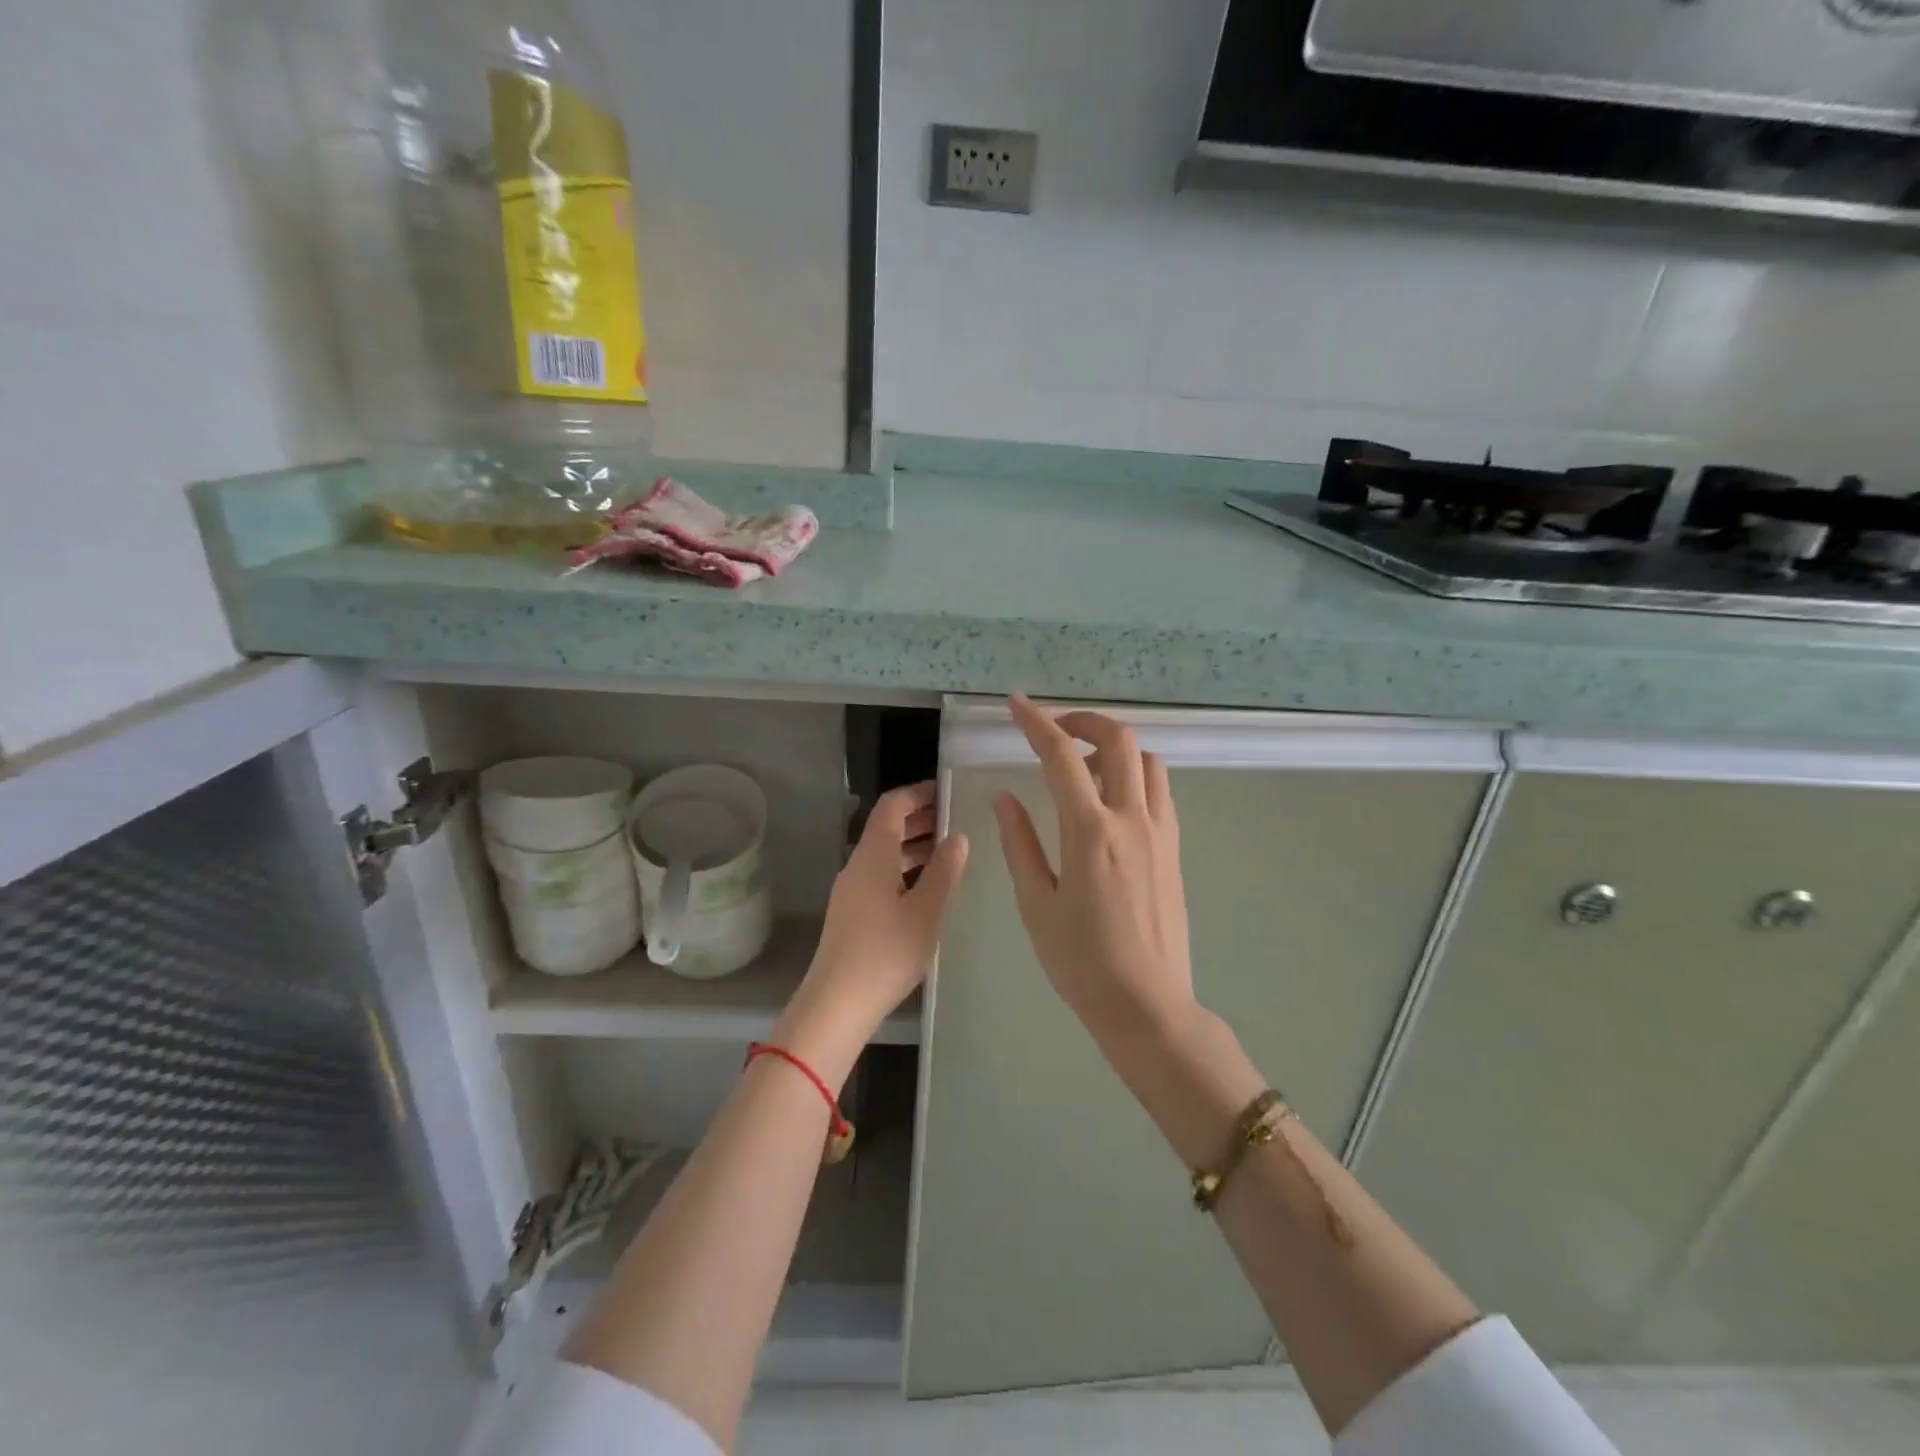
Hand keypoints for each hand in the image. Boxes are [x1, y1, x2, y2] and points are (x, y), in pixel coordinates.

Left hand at [778, 782, 969, 1078]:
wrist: (837, 1004)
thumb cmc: (886, 952)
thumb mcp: (926, 911)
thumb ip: (944, 871)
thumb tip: (958, 837)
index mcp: (873, 855)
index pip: (893, 805)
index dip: (919, 794)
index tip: (948, 792)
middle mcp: (858, 865)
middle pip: (887, 827)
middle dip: (921, 819)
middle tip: (957, 821)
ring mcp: (852, 890)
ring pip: (885, 854)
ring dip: (915, 847)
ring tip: (950, 854)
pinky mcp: (852, 913)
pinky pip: (881, 876)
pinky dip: (905, 871)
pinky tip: (928, 889)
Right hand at [993, 695, 1196, 1051]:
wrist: (1147, 1006)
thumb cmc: (1081, 961)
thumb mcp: (1036, 904)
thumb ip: (1020, 843)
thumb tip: (1005, 798)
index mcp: (1090, 832)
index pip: (1061, 757)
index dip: (1036, 723)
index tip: (1017, 704)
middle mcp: (1132, 820)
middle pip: (1118, 741)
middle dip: (1084, 722)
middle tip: (1055, 732)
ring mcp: (1160, 833)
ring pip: (1147, 761)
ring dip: (1114, 748)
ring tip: (1083, 767)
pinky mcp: (1174, 849)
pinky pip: (1159, 791)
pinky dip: (1135, 775)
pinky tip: (1111, 800)